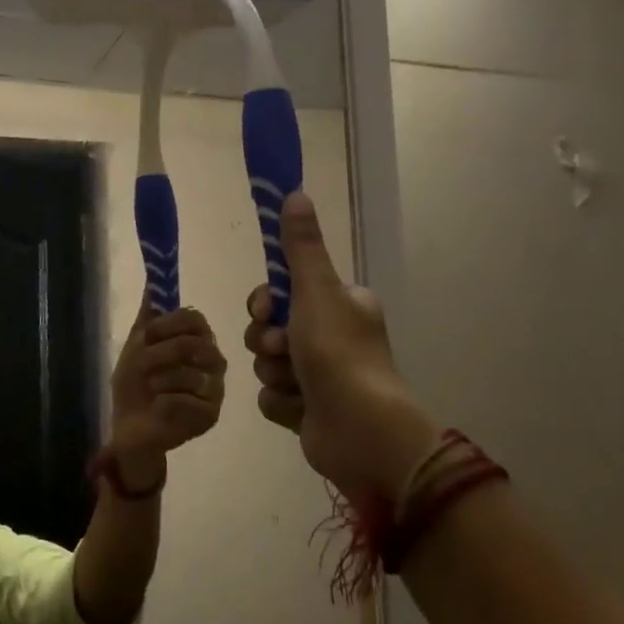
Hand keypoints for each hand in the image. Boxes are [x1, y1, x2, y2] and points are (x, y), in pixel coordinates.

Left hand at [108, 297, 226, 476]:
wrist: (130, 427)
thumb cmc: (136, 386)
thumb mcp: (136, 347)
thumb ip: (148, 316)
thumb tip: (152, 279)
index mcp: (198, 342)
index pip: (195, 319)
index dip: (168, 324)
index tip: (146, 336)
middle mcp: (213, 364)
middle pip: (194, 344)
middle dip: (158, 355)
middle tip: (142, 367)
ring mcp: (215, 391)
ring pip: (189, 374)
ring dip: (157, 381)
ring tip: (150, 390)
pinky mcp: (210, 416)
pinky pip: (185, 400)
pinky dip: (163, 402)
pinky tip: (157, 408)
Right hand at [244, 193, 439, 503]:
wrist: (359, 431)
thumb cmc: (340, 355)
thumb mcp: (317, 291)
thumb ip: (301, 247)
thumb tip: (295, 193)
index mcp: (340, 305)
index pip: (283, 292)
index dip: (265, 302)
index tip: (265, 310)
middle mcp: (331, 337)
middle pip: (268, 328)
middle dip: (269, 342)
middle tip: (285, 350)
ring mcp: (319, 375)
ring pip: (266, 364)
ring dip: (274, 373)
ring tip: (298, 385)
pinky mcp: (307, 409)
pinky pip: (272, 395)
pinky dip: (281, 402)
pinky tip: (300, 409)